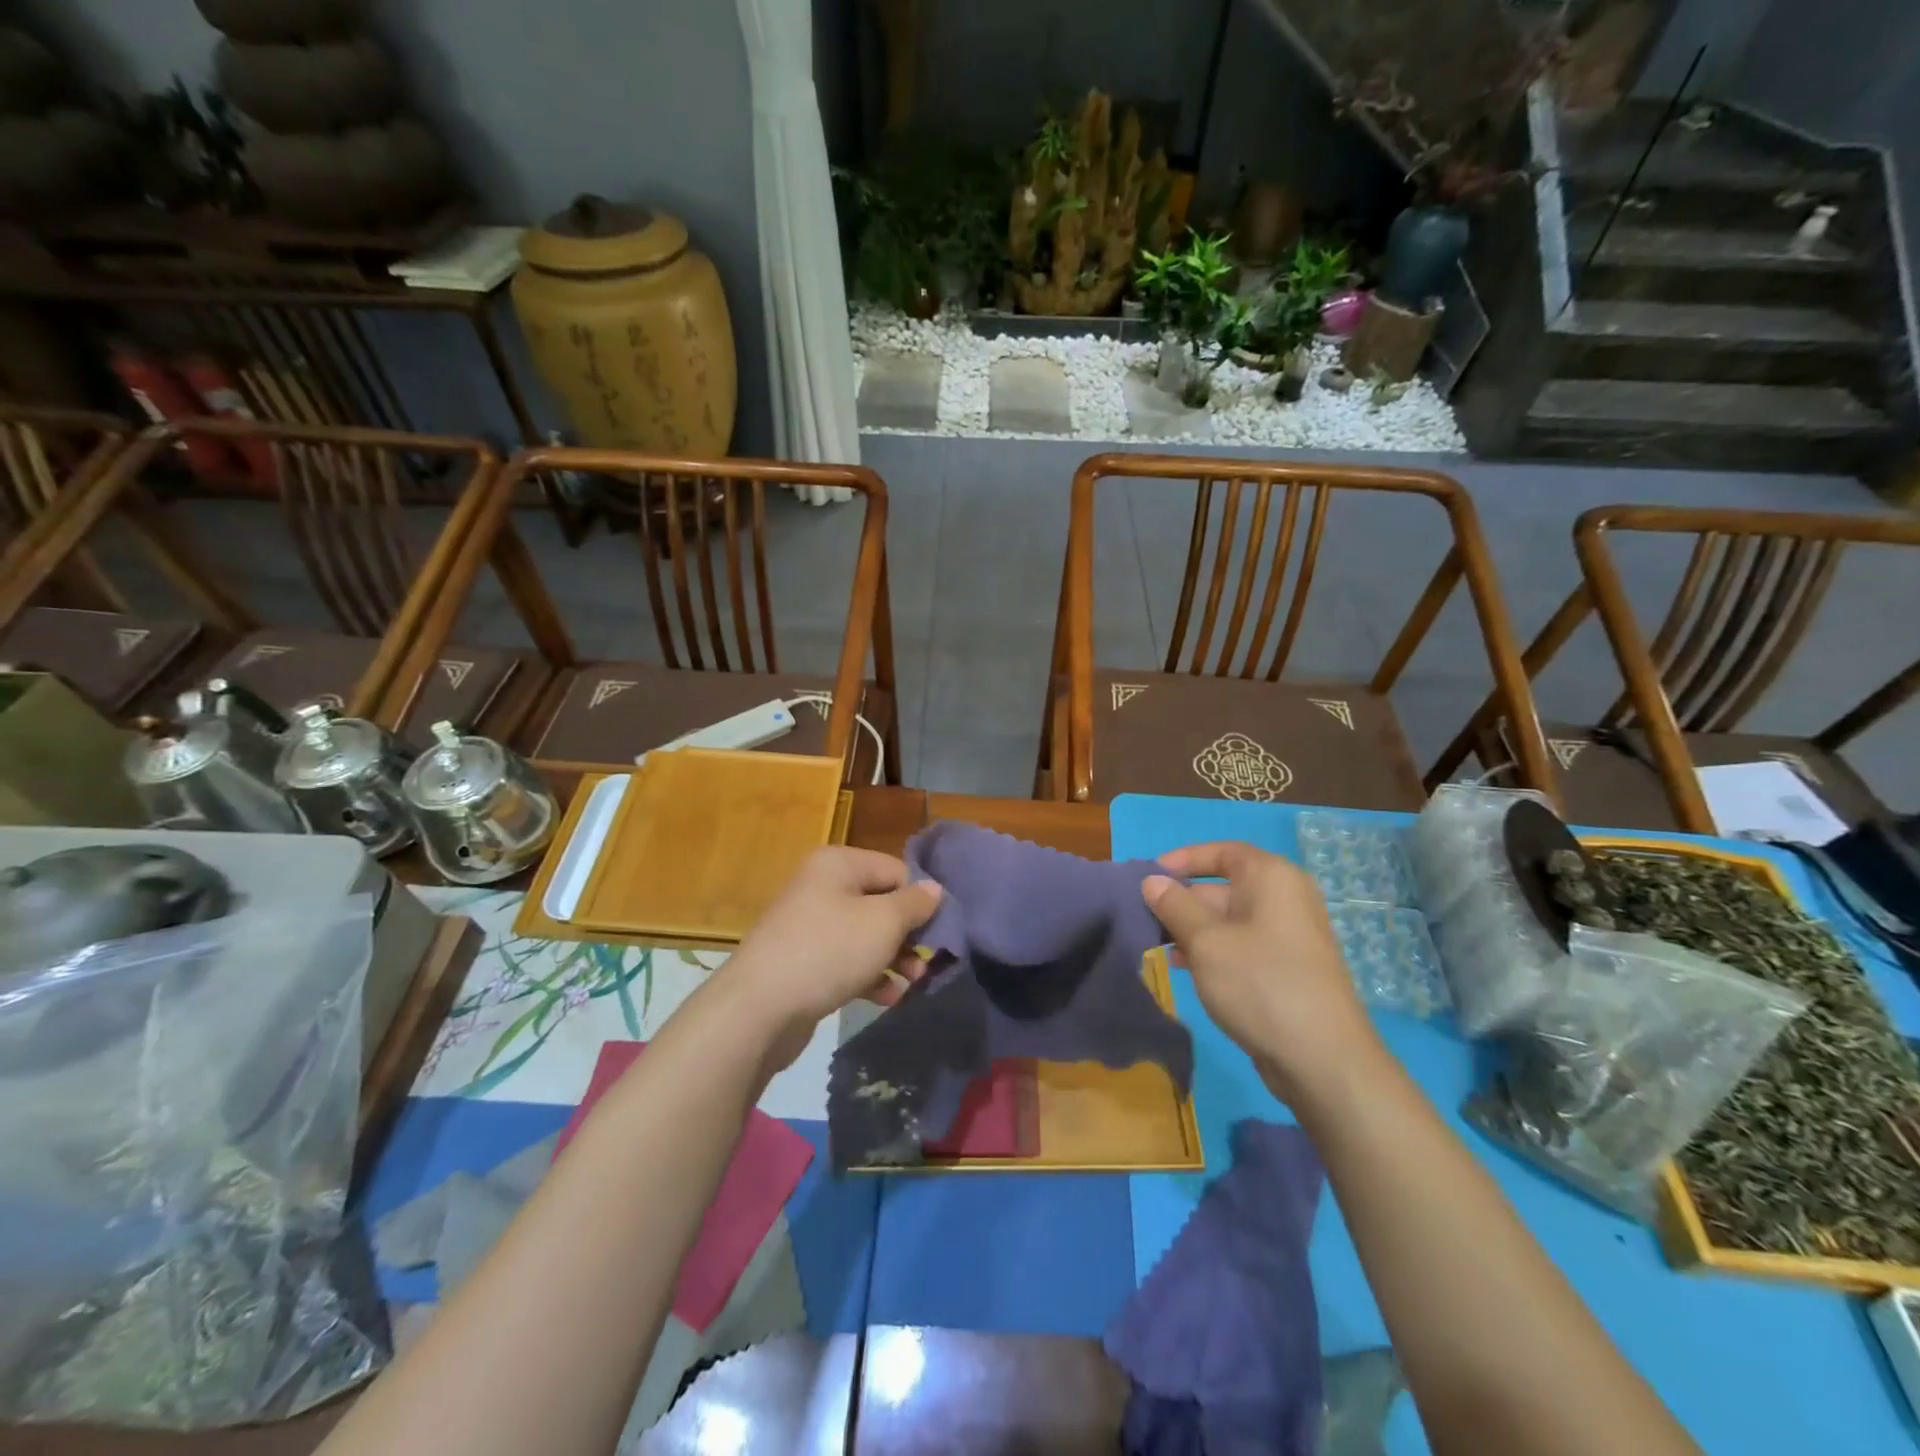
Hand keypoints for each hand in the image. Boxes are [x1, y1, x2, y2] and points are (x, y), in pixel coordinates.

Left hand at [719, 847, 942, 1071]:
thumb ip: (915, 904)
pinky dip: (869, 975)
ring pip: (865, 935)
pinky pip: (847, 961)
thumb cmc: (829, 951)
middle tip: (928, 961)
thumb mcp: (883, 922)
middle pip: (880, 903)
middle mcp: (822, 886)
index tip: (941, 930)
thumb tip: (934, 889)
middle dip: (909, 933)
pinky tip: (888, 998)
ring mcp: (809, 925)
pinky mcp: (803, 961)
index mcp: (838, 864)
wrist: (759, 1008)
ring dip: (894, 958)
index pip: (896, 870)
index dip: (921, 899)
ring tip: (914, 982)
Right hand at [1143, 841, 1380, 1102]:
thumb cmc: (1259, 982)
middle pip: (1222, 887)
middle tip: (1143, 919)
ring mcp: (1288, 936)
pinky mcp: (1287, 968)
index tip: (1150, 877)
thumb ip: (1174, 906)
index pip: (1222, 852)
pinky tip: (1183, 968)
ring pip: (1229, 920)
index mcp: (1271, 878)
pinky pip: (1241, 946)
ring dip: (1191, 929)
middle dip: (1181, 901)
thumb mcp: (1205, 941)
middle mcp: (1284, 898)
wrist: (1322, 1059)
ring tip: (1154, 946)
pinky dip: (1212, 950)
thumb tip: (1152, 881)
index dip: (1184, 860)